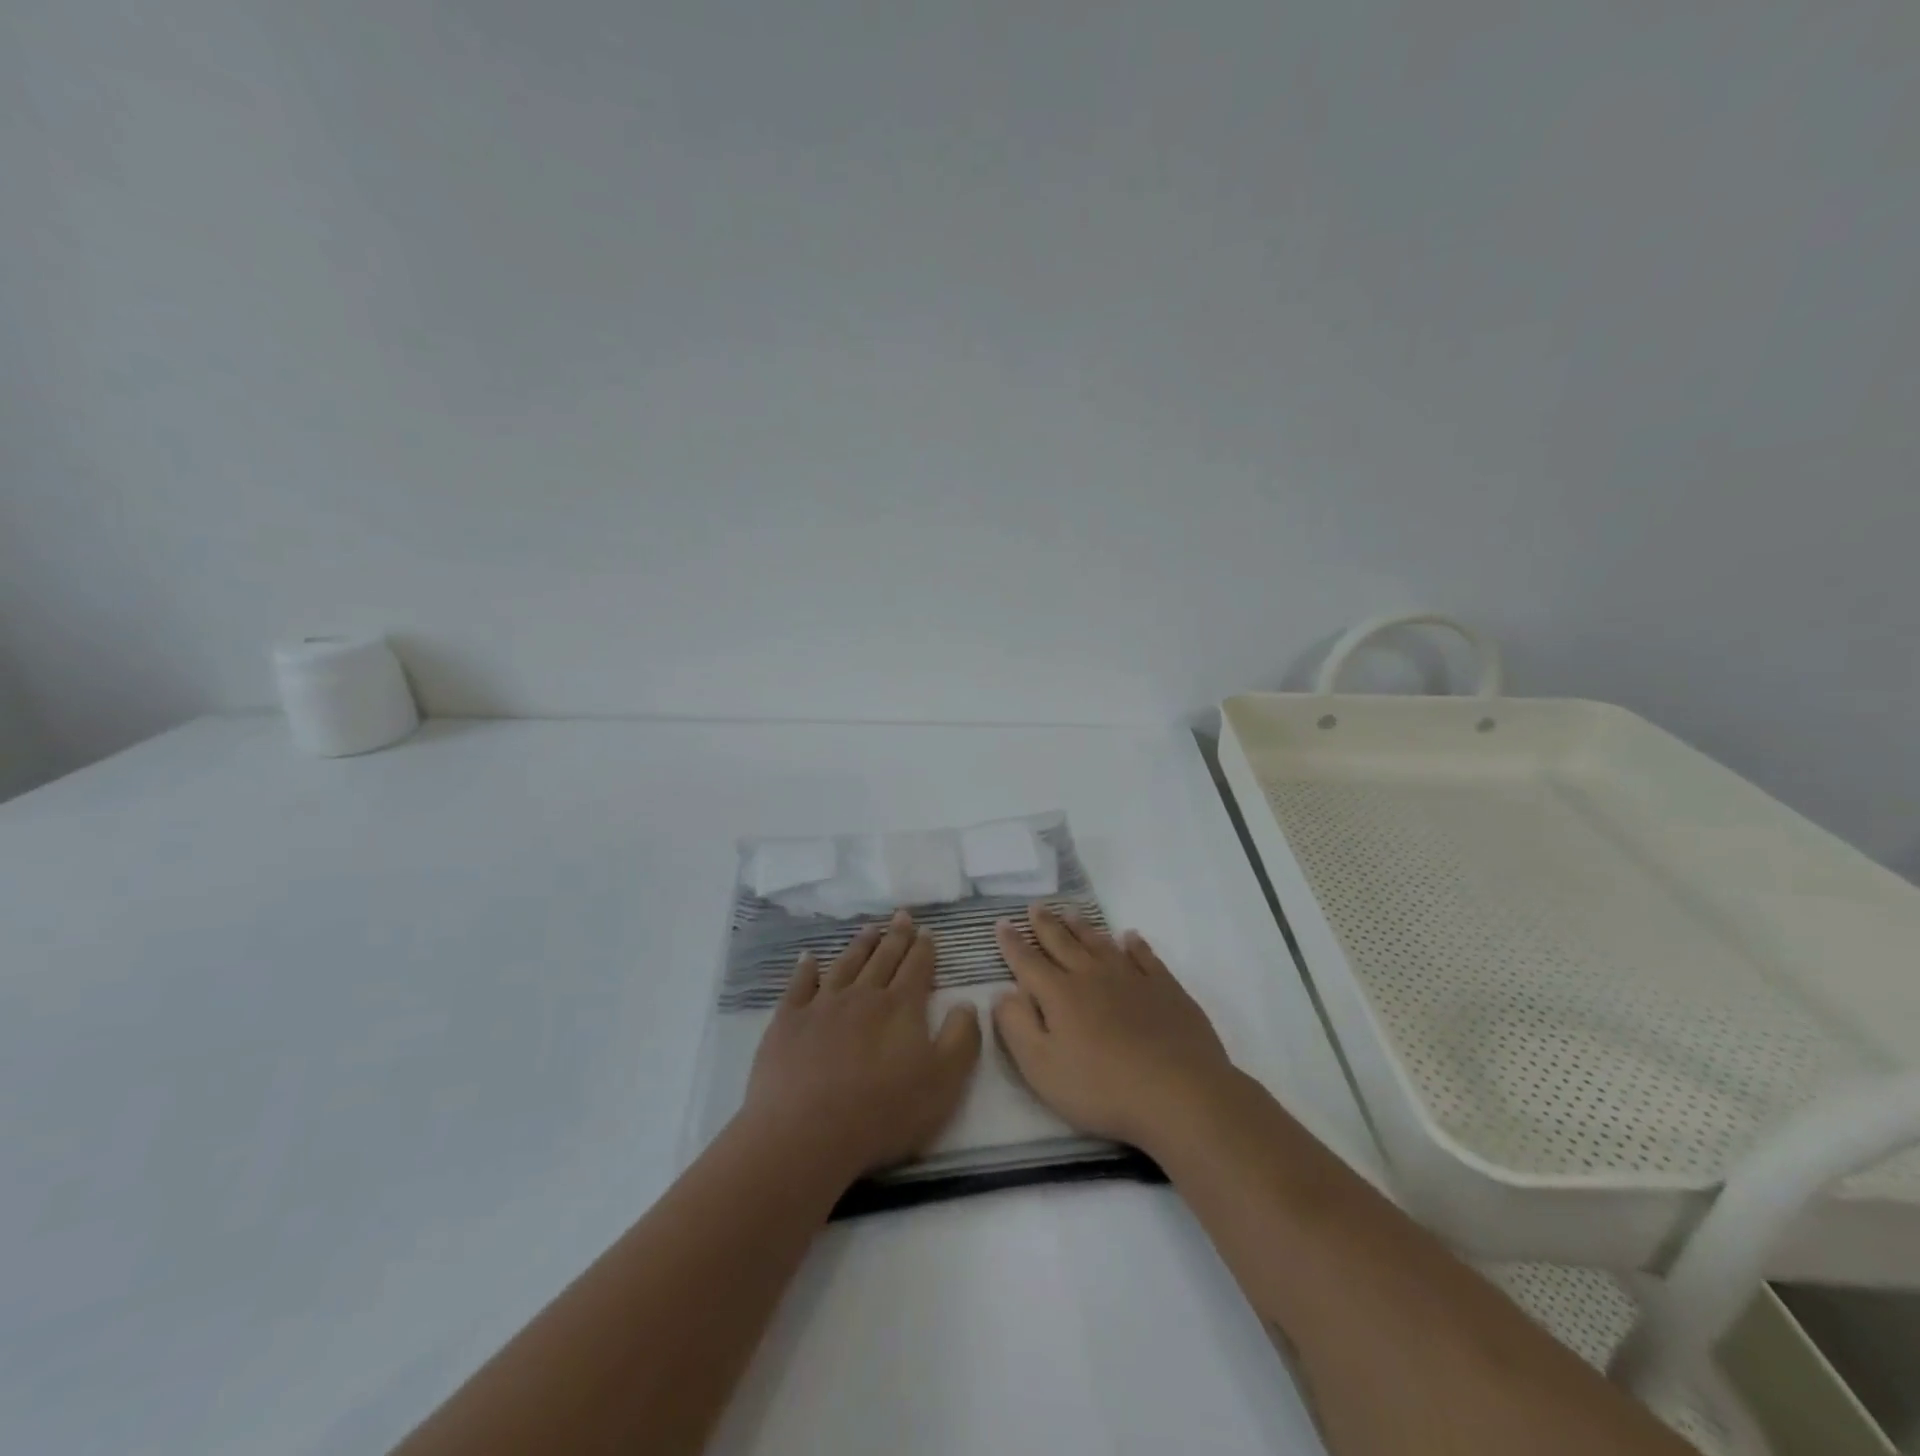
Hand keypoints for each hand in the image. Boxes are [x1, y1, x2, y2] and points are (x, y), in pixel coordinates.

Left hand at [741, 910, 981, 1185]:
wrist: (806, 1132)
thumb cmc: (883, 1111)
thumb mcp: (943, 1082)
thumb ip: (961, 1039)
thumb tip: (967, 1003)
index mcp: (901, 1007)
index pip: (917, 967)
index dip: (924, 949)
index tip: (926, 931)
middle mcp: (863, 995)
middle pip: (883, 958)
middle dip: (896, 936)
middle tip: (901, 915)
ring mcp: (822, 1005)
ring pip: (846, 964)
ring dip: (860, 945)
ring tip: (869, 928)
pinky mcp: (788, 1021)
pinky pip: (799, 985)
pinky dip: (806, 968)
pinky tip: (809, 958)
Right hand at [992, 903, 1234, 1152]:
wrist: (1179, 1092)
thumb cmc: (1102, 1088)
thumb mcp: (1042, 1068)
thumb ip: (1017, 1027)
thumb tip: (1002, 993)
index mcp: (1059, 994)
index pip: (1028, 962)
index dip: (1012, 943)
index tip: (1002, 923)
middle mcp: (1092, 976)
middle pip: (1063, 943)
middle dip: (1046, 925)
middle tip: (1036, 906)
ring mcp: (1131, 978)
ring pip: (1100, 944)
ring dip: (1083, 927)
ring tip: (1071, 912)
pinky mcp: (1165, 988)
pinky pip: (1144, 956)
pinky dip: (1134, 944)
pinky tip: (1130, 937)